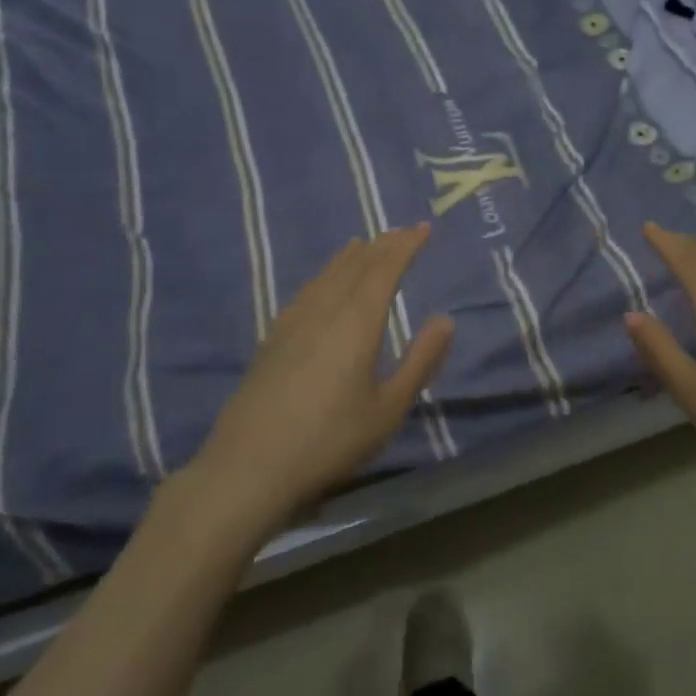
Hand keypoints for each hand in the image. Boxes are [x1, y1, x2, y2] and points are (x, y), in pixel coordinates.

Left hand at [188, 225, 453, 534]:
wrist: (249, 468)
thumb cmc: (330, 441)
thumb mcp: (388, 409)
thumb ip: (420, 361)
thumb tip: (446, 319)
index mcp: (356, 322)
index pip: (385, 269)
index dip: (406, 246)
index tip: (423, 228)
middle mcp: (324, 311)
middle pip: (356, 266)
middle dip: (382, 245)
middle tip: (401, 231)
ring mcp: (293, 323)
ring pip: (327, 276)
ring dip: (350, 257)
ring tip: (364, 244)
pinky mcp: (272, 340)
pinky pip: (306, 292)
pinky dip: (323, 276)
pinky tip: (321, 284)